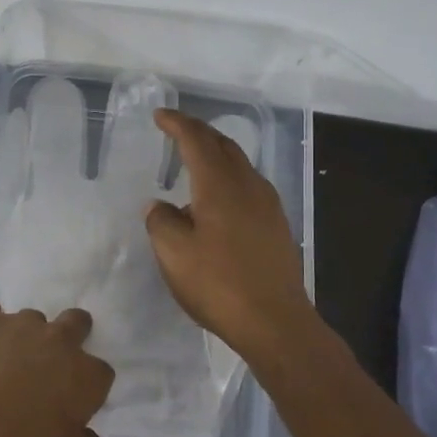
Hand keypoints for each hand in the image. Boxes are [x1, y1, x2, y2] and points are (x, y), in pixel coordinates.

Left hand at [0, 301, 114, 436]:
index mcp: (84, 375)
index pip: (102, 374)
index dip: (90, 388)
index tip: (75, 403)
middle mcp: (57, 339)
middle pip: (77, 322)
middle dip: (72, 334)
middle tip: (52, 359)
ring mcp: (17, 322)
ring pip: (31, 319)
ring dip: (25, 336)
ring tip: (5, 360)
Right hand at [144, 108, 315, 358]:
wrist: (274, 321)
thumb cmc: (218, 285)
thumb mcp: (174, 255)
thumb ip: (161, 222)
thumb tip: (160, 206)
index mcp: (219, 186)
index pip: (196, 140)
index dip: (177, 124)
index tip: (160, 116)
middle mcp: (247, 186)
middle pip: (223, 145)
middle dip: (199, 132)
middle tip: (177, 131)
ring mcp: (268, 205)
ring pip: (240, 165)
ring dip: (216, 155)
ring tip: (195, 163)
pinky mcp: (277, 225)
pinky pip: (249, 186)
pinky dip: (229, 178)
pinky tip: (218, 201)